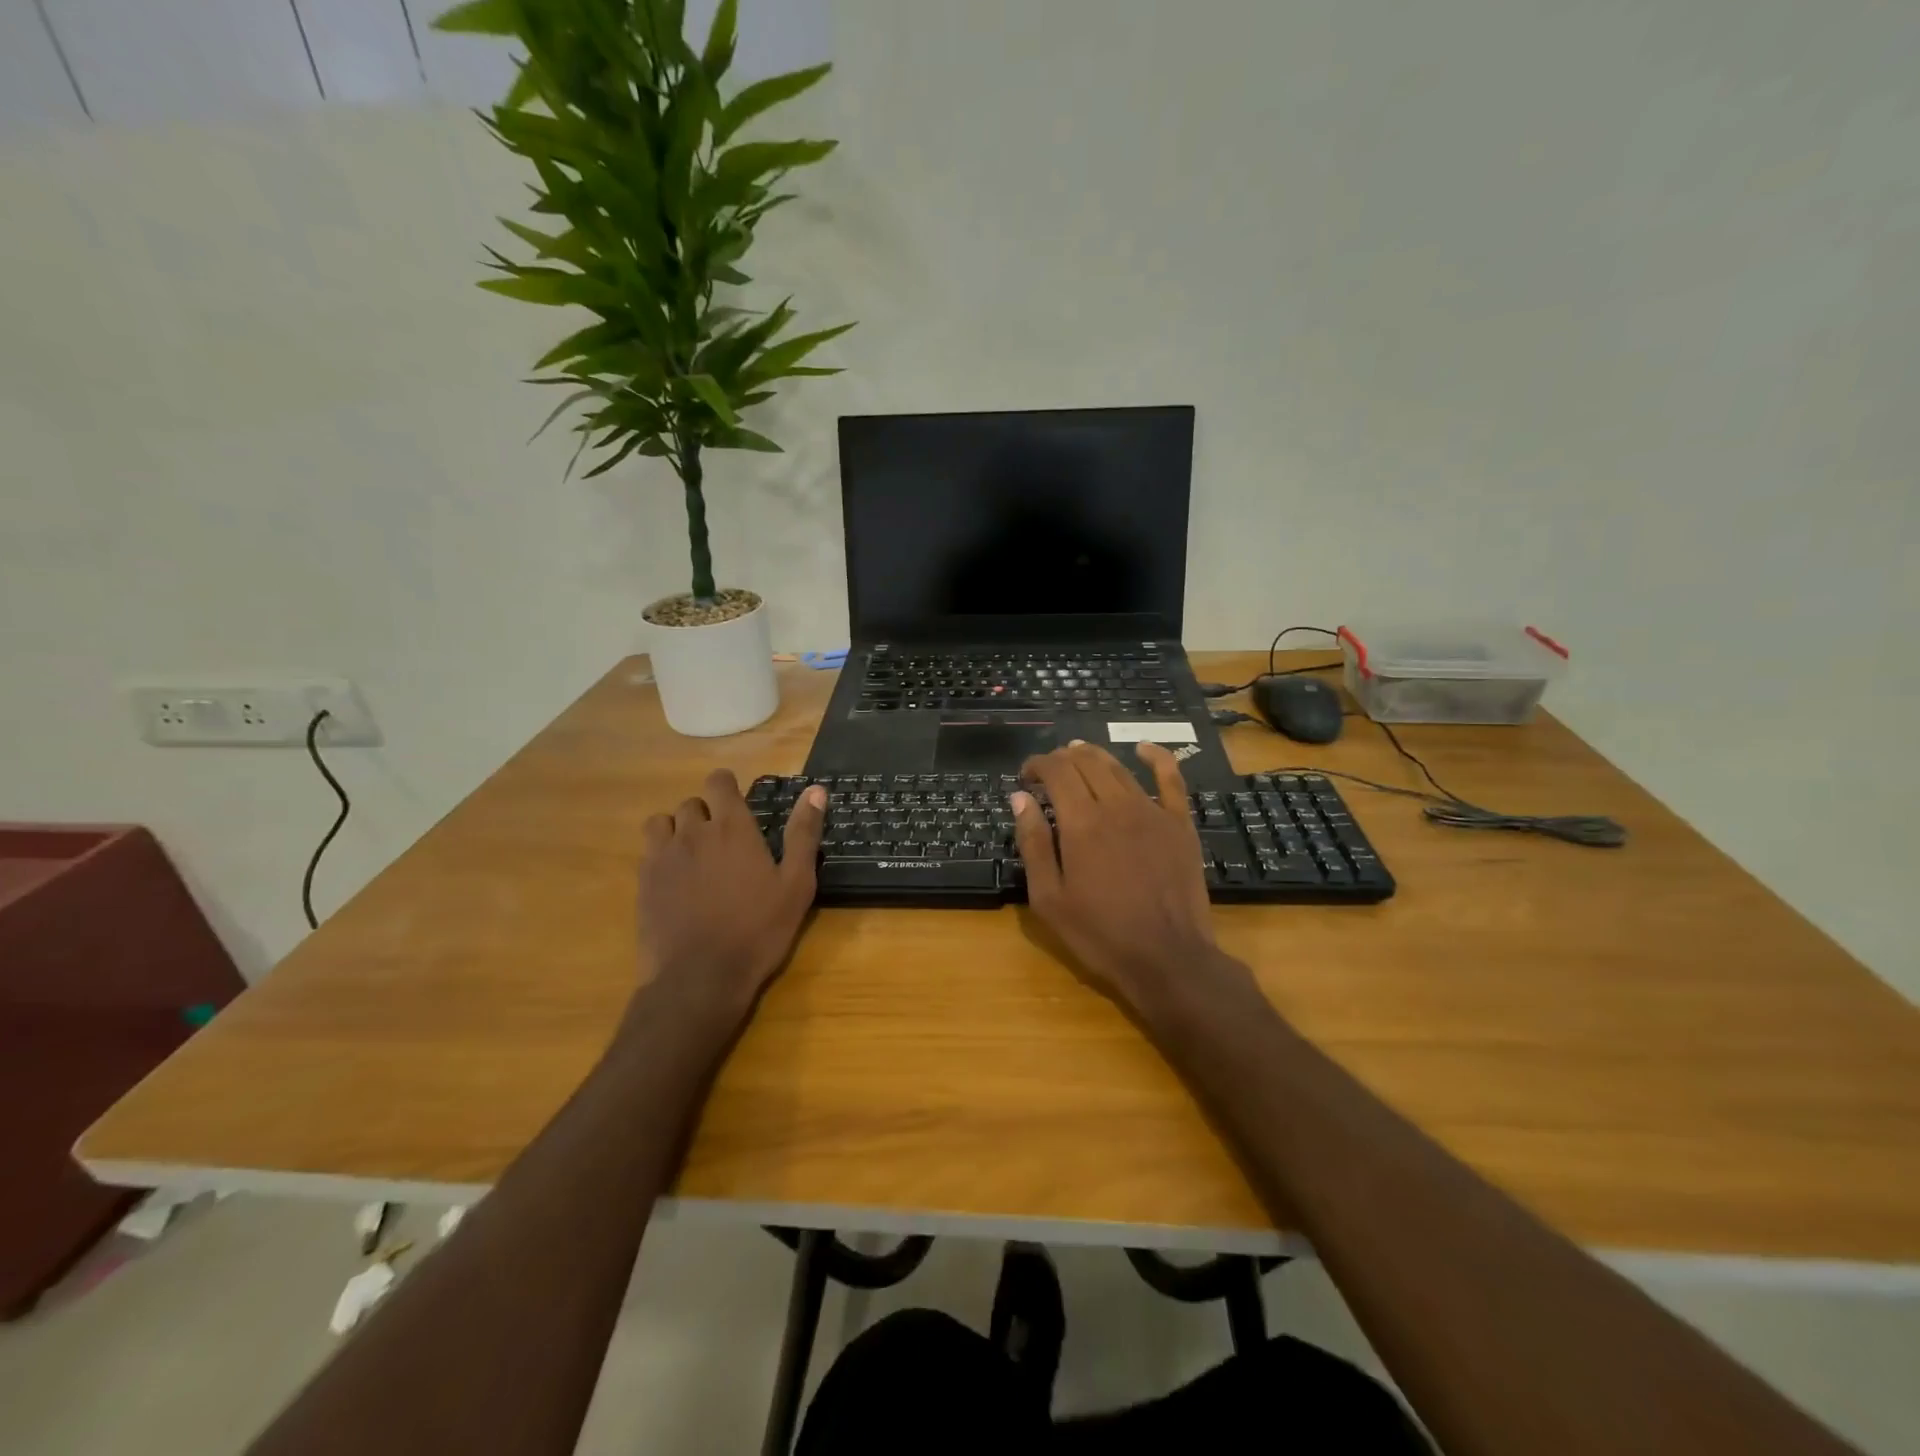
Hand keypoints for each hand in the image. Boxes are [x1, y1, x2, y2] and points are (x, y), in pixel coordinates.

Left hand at [636, 770, 826, 1018]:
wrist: (701, 976)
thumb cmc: (758, 929)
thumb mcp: (796, 884)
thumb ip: (803, 833)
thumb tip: (816, 790)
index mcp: (733, 828)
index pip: (719, 782)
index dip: (727, 787)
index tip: (737, 804)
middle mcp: (694, 832)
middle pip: (692, 803)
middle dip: (706, 813)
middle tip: (723, 841)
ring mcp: (663, 856)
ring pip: (662, 822)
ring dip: (677, 829)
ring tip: (693, 854)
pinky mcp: (644, 882)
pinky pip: (648, 851)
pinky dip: (661, 855)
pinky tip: (676, 880)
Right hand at [1012, 741, 1234, 1010]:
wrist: (1167, 958)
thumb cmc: (1100, 934)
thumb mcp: (1049, 898)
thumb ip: (1033, 843)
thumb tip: (1020, 798)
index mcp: (1081, 823)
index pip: (1056, 771)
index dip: (1037, 765)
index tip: (1025, 777)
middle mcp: (1116, 805)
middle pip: (1086, 762)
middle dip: (1062, 758)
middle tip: (1049, 772)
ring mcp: (1152, 811)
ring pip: (1119, 767)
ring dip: (1094, 756)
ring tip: (1079, 756)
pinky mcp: (1180, 823)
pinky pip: (1171, 778)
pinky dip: (1156, 757)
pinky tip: (1144, 748)